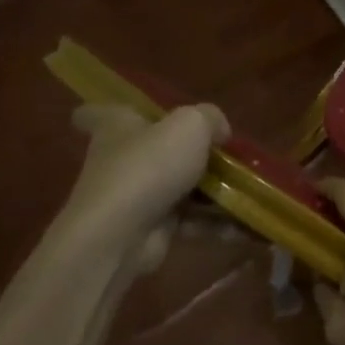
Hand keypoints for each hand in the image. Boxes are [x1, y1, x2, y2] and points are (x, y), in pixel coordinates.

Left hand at [51, 102, 229, 265]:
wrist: (121, 235)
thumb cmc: (149, 166)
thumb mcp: (190, 126)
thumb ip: (210, 119)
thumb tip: (220, 131)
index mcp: (117, 127)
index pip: (95, 113)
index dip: (110, 110)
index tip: (134, 114)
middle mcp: (121, 160)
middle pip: (154, 151)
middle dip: (190, 155)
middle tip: (226, 156)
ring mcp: (136, 198)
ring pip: (180, 189)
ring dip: (215, 194)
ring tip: (249, 193)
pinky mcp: (152, 229)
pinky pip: (191, 221)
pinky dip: (216, 224)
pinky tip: (245, 225)